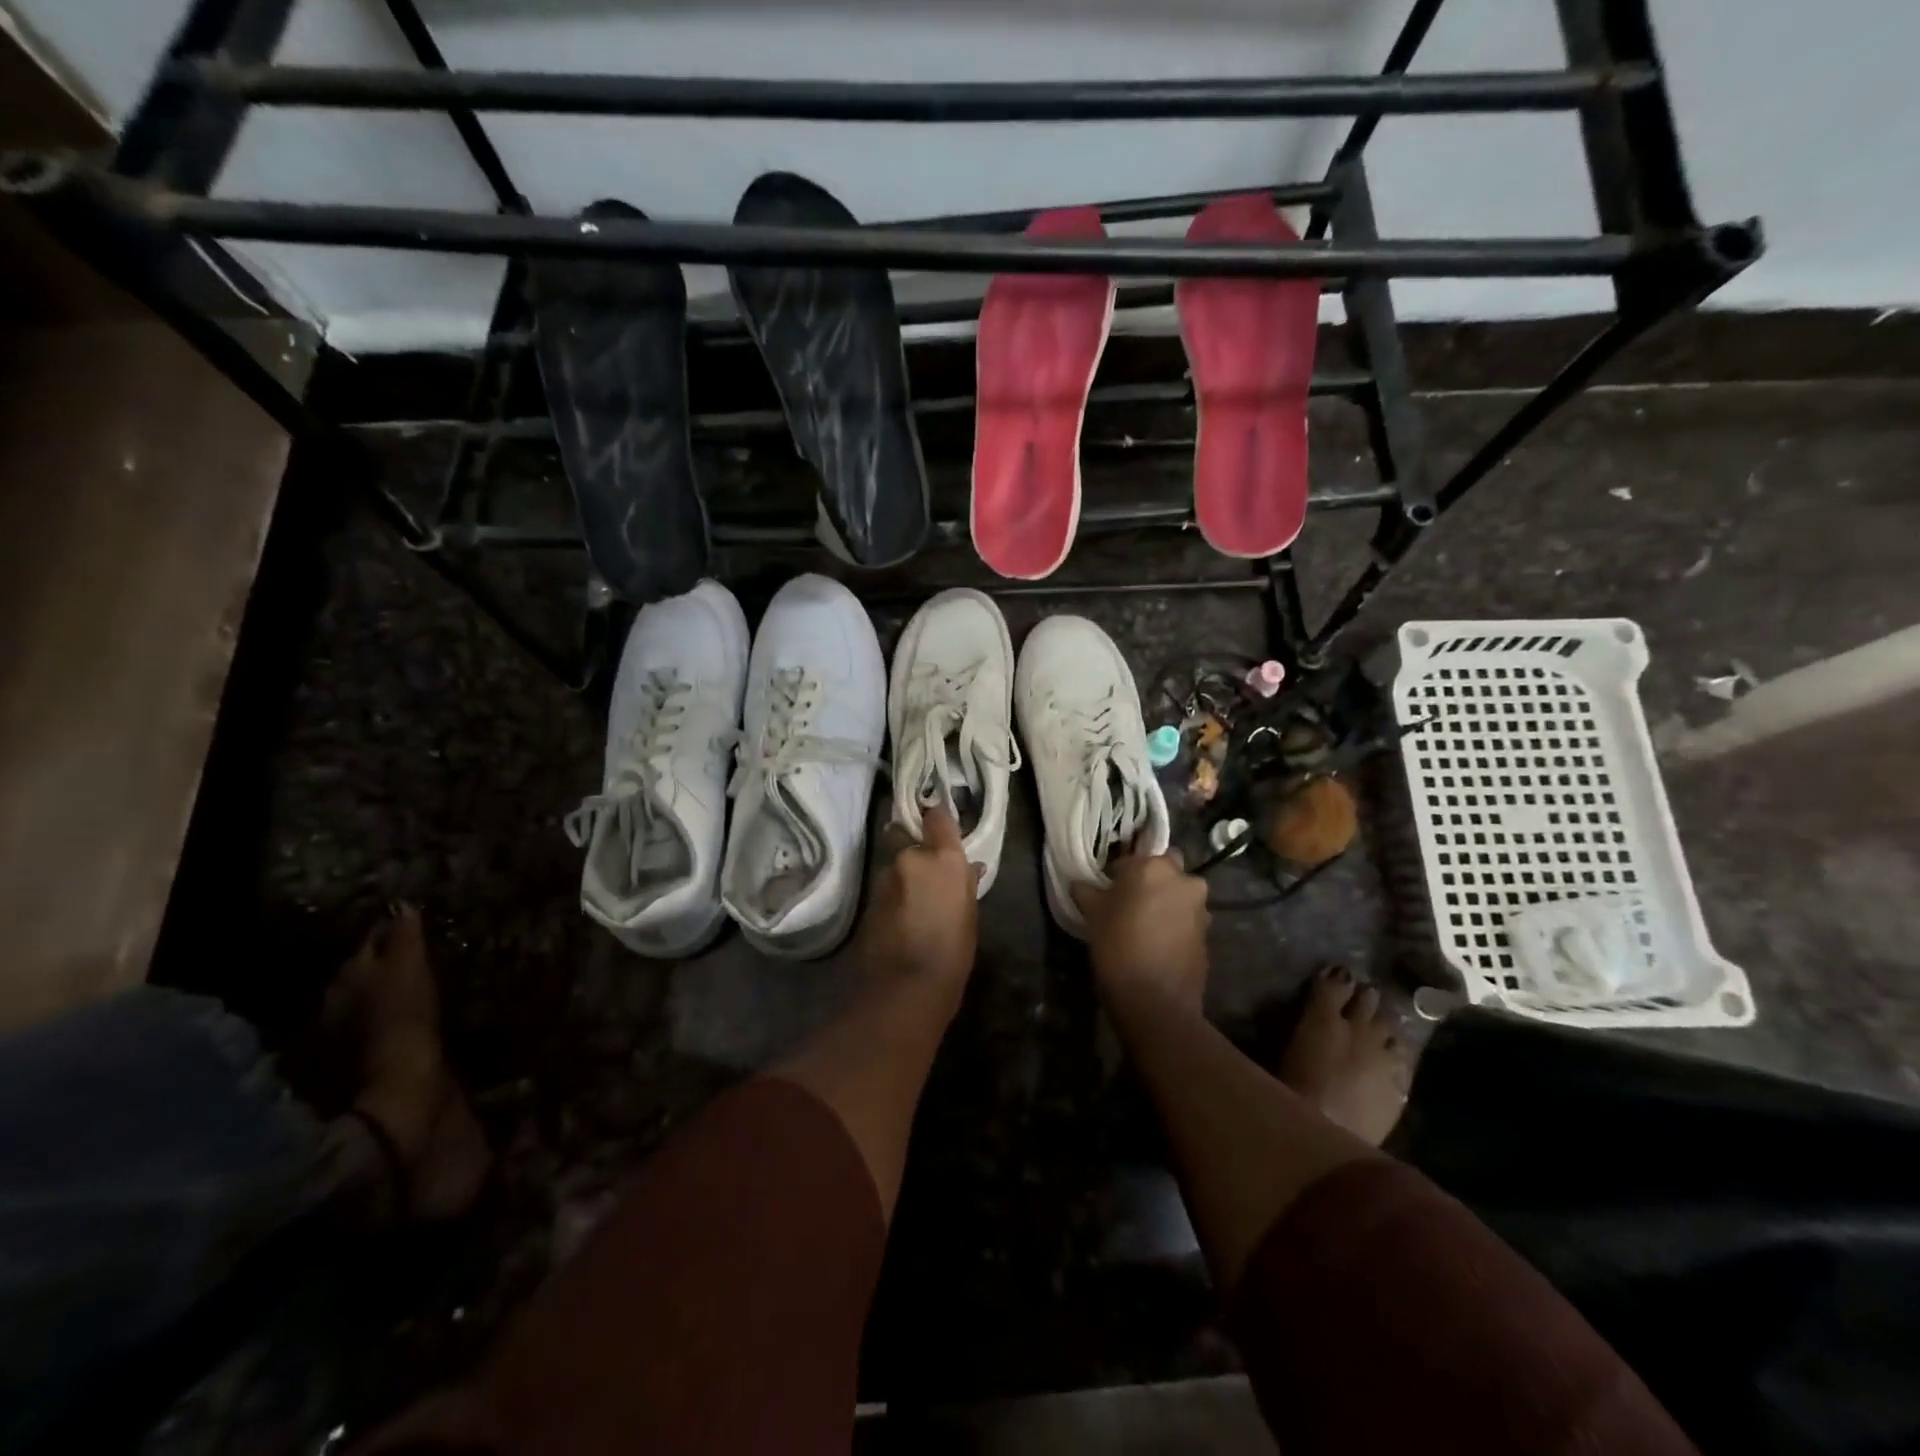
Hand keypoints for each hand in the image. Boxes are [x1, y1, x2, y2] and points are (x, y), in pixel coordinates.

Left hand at [856, 806, 980, 1001]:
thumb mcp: (970, 917)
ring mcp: (884, 878)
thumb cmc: (952, 953)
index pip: (937, 817)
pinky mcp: (867, 899)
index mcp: (942, 858)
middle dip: (918, 855)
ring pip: (896, 867)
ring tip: (917, 906)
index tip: (942, 828)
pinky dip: (894, 897)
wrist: (904, 988)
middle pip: (912, 842)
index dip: (939, 820)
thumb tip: (969, 868)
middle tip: (931, 879)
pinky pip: (886, 888)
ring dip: (905, 878)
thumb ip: (965, 884)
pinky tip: (903, 920)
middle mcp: (910, 858)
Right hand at [1072, 848, 1209, 1012]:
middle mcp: (1183, 879)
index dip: (1117, 873)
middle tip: (1130, 901)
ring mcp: (1200, 907)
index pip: (1131, 857)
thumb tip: (1080, 882)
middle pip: (1164, 868)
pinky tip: (1157, 943)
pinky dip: (1175, 923)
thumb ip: (1087, 890)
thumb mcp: (1093, 914)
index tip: (1107, 890)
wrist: (1156, 1000)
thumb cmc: (1118, 946)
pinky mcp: (1208, 933)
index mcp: (1153, 866)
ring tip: (1144, 925)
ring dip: (1165, 901)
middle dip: (1151, 879)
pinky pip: (1187, 918)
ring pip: (1179, 893)